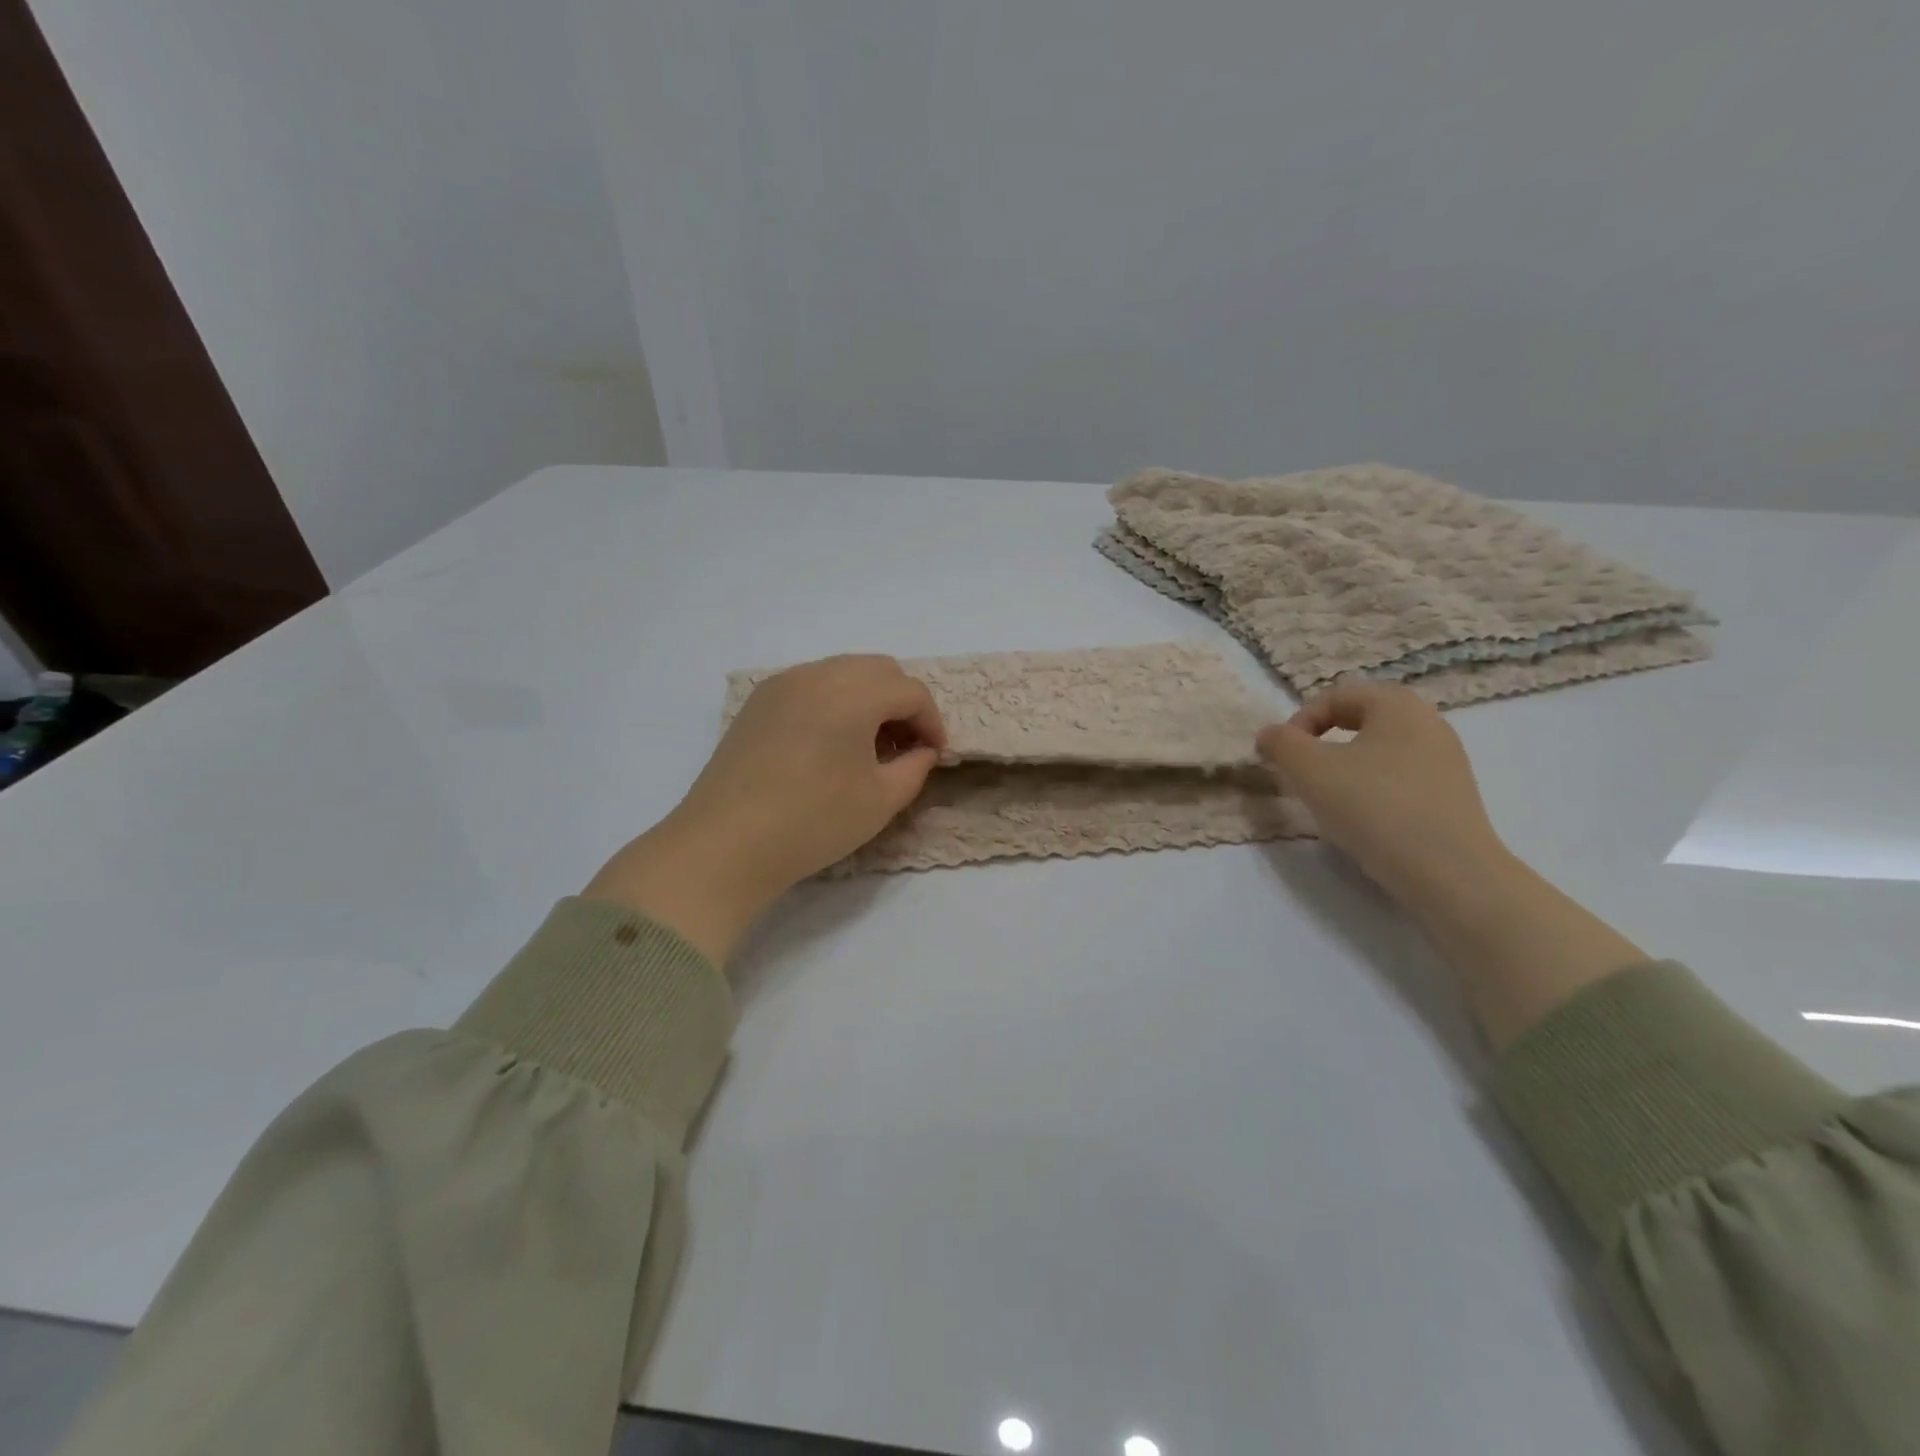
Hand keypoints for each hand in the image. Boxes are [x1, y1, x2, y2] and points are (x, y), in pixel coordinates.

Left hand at [585, 655, 945, 964]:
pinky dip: (834, 700)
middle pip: (879, 670)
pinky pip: (811, 684)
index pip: (910, 691)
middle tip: (905, 746)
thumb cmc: (813, 822)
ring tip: (868, 744)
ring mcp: (783, 684)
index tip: (934, 755)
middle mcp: (818, 674)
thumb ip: (915, 767)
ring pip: (843, 672)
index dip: (931, 722)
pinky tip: (829, 742)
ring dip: (868, 698)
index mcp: (854, 694)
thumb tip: (922, 750)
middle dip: (902, 702)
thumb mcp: (881, 800)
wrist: (726, 843)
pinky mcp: (758, 701)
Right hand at [1255, 680, 1508, 908]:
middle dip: (1321, 744)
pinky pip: (1399, 780)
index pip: (1335, 696)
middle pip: (1359, 721)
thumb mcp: (1308, 770)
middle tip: (1301, 775)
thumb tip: (1270, 735)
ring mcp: (1446, 761)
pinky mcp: (1451, 797)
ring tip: (1328, 801)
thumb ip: (1280, 743)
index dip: (1299, 722)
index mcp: (1397, 704)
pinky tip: (1362, 821)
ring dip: (1344, 769)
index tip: (1283, 757)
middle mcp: (1428, 723)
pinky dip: (1372, 791)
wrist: (1448, 872)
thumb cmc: (1373, 806)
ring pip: (1378, 752)